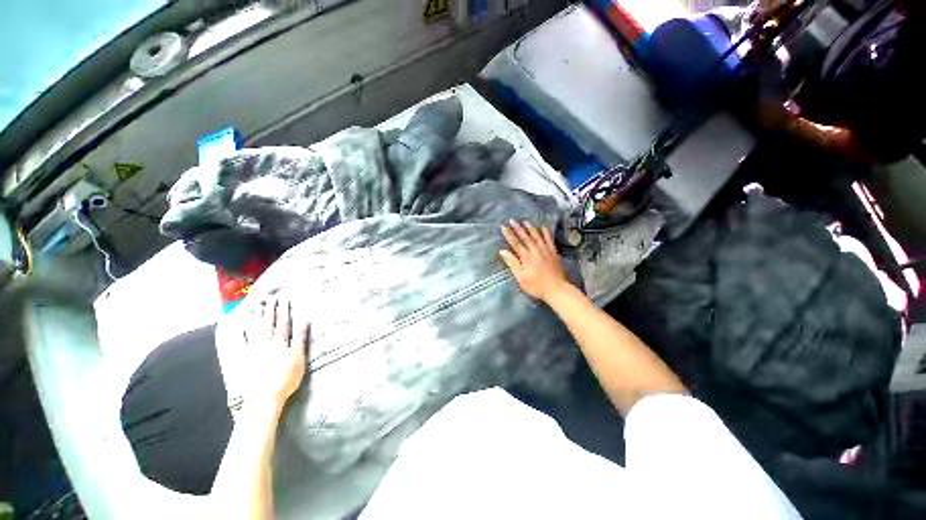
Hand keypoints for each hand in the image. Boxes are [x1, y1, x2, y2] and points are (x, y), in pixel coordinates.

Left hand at [245, 297, 308, 408]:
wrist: (264, 397)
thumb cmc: (286, 378)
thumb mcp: (298, 358)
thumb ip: (300, 339)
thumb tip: (304, 321)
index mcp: (280, 342)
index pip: (283, 322)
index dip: (284, 310)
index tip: (285, 298)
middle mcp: (265, 342)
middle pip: (268, 323)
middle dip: (270, 309)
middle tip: (270, 297)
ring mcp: (252, 350)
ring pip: (253, 330)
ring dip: (255, 317)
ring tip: (255, 306)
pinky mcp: (243, 359)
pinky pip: (239, 343)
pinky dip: (238, 333)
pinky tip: (236, 327)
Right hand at [500, 220, 570, 302]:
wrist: (557, 289)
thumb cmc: (536, 286)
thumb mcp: (521, 278)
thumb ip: (512, 263)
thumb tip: (503, 251)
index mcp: (526, 257)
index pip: (515, 243)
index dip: (508, 234)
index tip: (503, 227)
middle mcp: (535, 250)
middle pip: (525, 237)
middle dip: (518, 228)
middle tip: (512, 220)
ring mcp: (546, 250)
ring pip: (537, 236)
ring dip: (530, 228)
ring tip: (525, 221)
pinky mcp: (553, 252)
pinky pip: (549, 239)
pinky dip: (546, 233)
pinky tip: (543, 227)